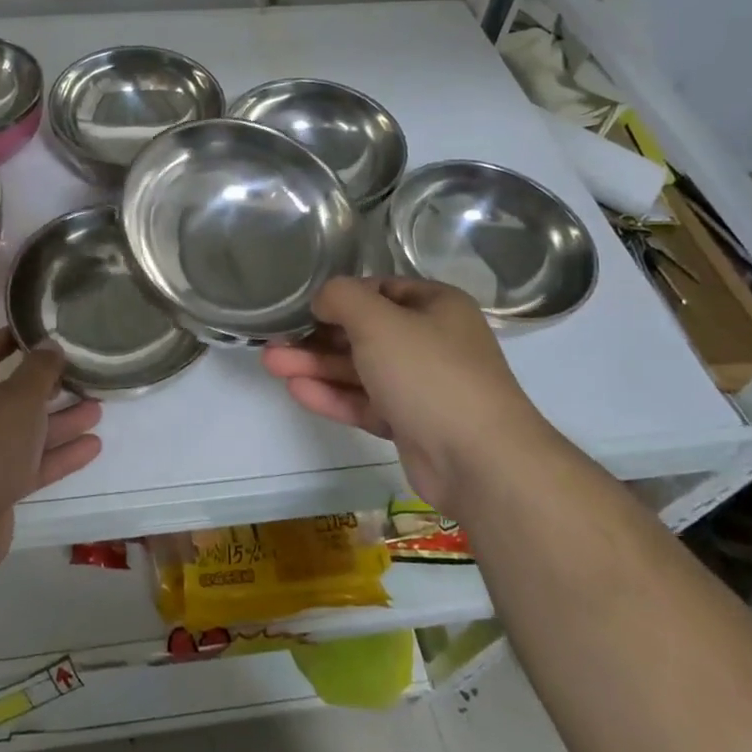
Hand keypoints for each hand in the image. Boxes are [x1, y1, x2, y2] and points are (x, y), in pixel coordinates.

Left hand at [0, 329, 102, 572]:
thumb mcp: (20, 395)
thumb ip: (40, 368)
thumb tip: (49, 345)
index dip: (11, 340)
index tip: (41, 333)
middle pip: (8, 395)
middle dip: (46, 387)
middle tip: (79, 375)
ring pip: (23, 432)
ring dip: (59, 421)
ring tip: (98, 410)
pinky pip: (28, 463)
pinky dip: (57, 455)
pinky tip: (92, 446)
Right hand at [261, 277, 545, 507]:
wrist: (480, 462)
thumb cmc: (429, 373)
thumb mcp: (378, 321)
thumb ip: (342, 298)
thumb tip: (323, 299)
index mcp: (436, 306)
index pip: (380, 289)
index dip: (341, 296)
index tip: (305, 306)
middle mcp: (432, 341)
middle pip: (364, 332)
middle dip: (317, 336)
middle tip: (274, 339)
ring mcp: (422, 386)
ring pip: (361, 369)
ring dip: (316, 365)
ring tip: (270, 364)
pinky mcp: (411, 425)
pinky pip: (366, 402)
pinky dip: (333, 395)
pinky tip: (296, 390)